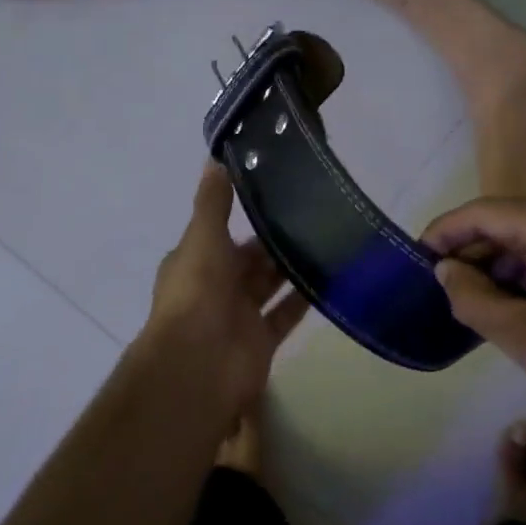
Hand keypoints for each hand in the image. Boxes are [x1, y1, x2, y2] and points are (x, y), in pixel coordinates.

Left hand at [144, 163, 309, 413]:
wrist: (199, 365)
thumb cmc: (197, 294)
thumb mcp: (203, 238)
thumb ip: (213, 202)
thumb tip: (217, 159)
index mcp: (195, 262)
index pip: (220, 234)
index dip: (244, 218)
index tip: (277, 196)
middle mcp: (215, 287)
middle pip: (249, 260)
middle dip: (274, 242)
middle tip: (313, 216)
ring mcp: (238, 316)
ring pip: (269, 286)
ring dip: (291, 268)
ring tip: (327, 240)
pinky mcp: (261, 340)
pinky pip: (285, 314)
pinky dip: (304, 299)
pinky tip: (331, 278)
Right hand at [422, 199, 525, 450]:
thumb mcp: (523, 336)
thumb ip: (473, 297)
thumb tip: (446, 271)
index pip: (488, 213)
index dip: (447, 231)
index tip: (416, 255)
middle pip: (513, 224)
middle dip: (473, 252)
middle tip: (440, 286)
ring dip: (499, 269)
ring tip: (469, 302)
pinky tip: (510, 310)